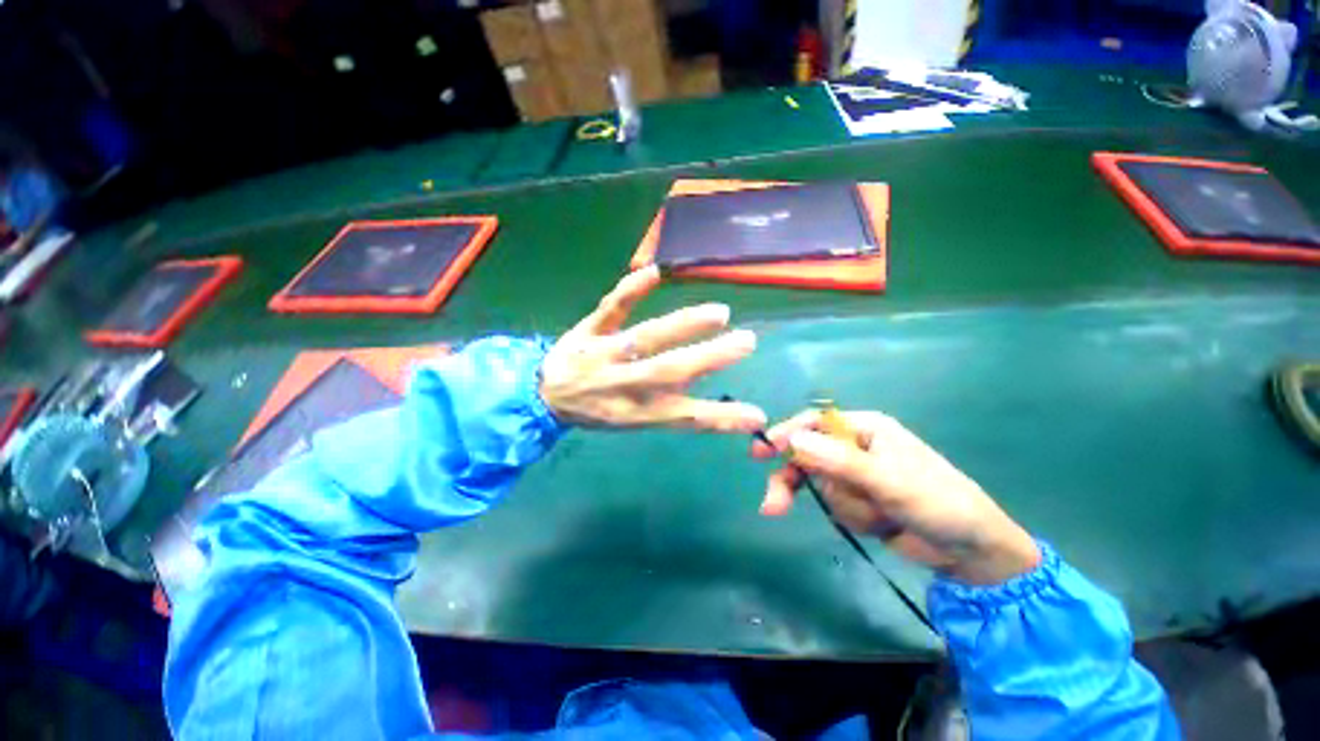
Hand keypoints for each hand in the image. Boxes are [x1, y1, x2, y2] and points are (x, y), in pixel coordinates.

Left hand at [540, 266, 765, 431]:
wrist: (546, 396)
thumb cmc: (599, 410)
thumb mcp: (635, 419)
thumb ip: (671, 406)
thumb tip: (707, 384)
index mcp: (636, 412)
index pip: (684, 416)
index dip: (720, 418)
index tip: (757, 414)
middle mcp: (622, 384)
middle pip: (669, 371)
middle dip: (710, 358)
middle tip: (747, 341)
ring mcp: (604, 354)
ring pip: (645, 338)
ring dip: (683, 324)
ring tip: (720, 313)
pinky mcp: (587, 331)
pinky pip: (609, 310)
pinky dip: (630, 291)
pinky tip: (654, 272)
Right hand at [751, 410, 1040, 585]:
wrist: (970, 551)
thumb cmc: (938, 503)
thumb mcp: (889, 482)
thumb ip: (840, 461)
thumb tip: (793, 440)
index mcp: (865, 428)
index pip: (814, 423)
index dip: (786, 435)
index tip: (762, 453)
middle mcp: (855, 446)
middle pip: (808, 454)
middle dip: (795, 481)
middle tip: (773, 506)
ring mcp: (855, 473)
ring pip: (820, 483)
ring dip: (839, 504)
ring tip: (874, 519)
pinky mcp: (857, 498)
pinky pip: (833, 502)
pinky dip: (848, 515)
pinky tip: (877, 524)